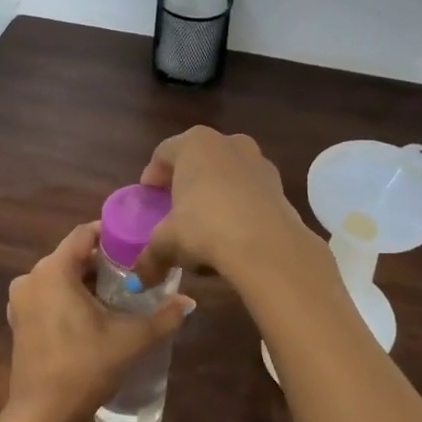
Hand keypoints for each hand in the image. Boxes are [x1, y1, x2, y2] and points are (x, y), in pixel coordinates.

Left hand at [4, 222, 191, 421]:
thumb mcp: (132, 339)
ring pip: (60, 278)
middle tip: (135, 272)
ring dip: (87, 282)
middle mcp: (31, 278)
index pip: (83, 234)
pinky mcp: (19, 322)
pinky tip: (94, 316)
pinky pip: (48, 296)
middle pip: (72, 256)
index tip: (136, 241)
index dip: (110, 233)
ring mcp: (21, 301)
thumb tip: (189, 301)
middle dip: (102, 262)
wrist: (44, 414)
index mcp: (53, 270)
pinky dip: (69, 298)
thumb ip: (164, 316)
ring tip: (120, 295)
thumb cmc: (86, 367)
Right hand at [130, 127, 318, 287]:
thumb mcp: (167, 242)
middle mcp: (228, 143)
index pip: (164, 153)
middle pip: (198, 159)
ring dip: (215, 192)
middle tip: (175, 207)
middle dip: (186, 181)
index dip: (152, 175)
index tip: (148, 197)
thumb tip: (142, 279)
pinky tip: (232, 232)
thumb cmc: (205, 228)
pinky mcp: (279, 185)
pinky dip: (238, 205)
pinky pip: (249, 190)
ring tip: (206, 223)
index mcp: (195, 143)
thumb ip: (150, 256)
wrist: (267, 245)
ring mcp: (258, 161)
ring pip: (227, 173)